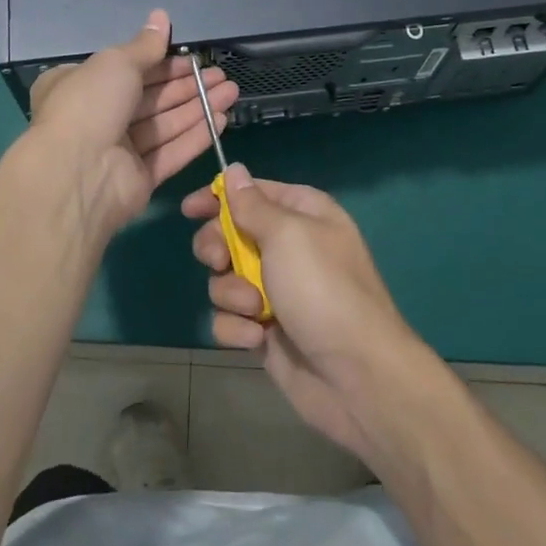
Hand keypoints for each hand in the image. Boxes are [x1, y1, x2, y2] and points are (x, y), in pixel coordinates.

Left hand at [27, 10, 238, 239]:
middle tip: (221, 75)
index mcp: (80, 85)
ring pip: (164, 124)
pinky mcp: (138, 178)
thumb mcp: (116, 63)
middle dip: (186, 84)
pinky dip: (194, 136)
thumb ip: (145, 45)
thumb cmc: (89, 104)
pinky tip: (220, 119)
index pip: (127, 69)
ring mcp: (118, 150)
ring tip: (231, 91)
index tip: (192, 57)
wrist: (77, 174)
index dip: (161, 62)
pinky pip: (170, 152)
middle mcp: (97, 116)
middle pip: (150, 97)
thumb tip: (161, 15)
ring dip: (197, 106)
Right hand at [183, 165, 424, 464]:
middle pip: (229, 234)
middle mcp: (288, 248)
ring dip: (231, 293)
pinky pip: (230, 318)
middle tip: (219, 261)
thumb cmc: (323, 289)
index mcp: (302, 214)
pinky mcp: (265, 329)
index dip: (219, 197)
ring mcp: (276, 291)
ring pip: (224, 279)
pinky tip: (259, 338)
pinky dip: (238, 327)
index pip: (252, 192)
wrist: (356, 376)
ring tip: (255, 309)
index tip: (189, 209)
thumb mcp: (287, 234)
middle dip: (217, 249)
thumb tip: (234, 170)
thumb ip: (252, 204)